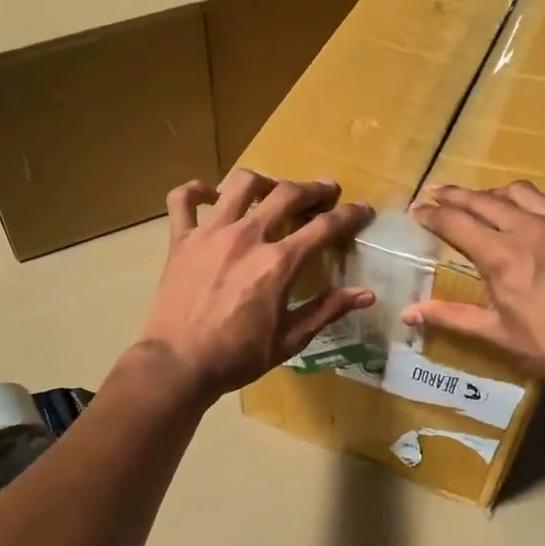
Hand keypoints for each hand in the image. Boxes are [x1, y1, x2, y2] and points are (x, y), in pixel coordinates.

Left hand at [136, 170, 374, 402]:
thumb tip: (366, 293)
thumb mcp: (290, 340)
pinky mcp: (181, 238)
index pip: (324, 228)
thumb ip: (327, 310)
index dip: (349, 215)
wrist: (178, 363)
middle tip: (324, 191)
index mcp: (279, 263)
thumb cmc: (237, 356)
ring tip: (272, 190)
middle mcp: (248, 236)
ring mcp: (211, 233)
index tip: (362, 209)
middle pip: (287, 194)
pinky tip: (211, 196)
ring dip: (263, 182)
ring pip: (240, 184)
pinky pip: (184, 199)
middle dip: (313, 189)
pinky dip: (197, 190)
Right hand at [403, 182, 544, 408]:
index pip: (455, 222)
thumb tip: (407, 314)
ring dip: (497, 193)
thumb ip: (450, 316)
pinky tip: (538, 212)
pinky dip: (541, 201)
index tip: (416, 210)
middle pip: (483, 199)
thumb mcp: (495, 334)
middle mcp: (529, 228)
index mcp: (500, 255)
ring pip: (522, 191)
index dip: (431, 214)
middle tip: (438, 193)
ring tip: (487, 201)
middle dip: (455, 195)